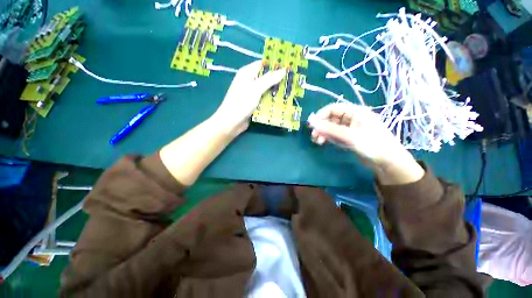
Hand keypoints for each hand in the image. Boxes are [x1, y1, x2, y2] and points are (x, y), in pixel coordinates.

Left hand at [212, 61, 285, 135]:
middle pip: (265, 78)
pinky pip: (264, 100)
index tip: (287, 68)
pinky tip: (280, 103)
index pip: (262, 64)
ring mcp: (251, 94)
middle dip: (277, 80)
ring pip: (265, 90)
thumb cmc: (241, 103)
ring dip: (275, 92)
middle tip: (290, 82)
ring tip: (289, 92)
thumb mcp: (256, 89)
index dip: (274, 65)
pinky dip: (271, 100)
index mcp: (247, 73)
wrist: (231, 122)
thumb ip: (269, 79)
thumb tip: (283, 70)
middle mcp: (249, 82)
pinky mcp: (253, 104)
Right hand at [307, 103, 423, 183]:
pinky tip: (324, 142)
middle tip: (314, 136)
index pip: (333, 108)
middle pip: (331, 118)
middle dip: (321, 126)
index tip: (311, 125)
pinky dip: (328, 137)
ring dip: (323, 133)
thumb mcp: (350, 136)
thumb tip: (311, 122)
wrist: (388, 162)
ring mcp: (349, 128)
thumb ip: (330, 129)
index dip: (320, 115)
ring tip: (318, 141)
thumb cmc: (372, 145)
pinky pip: (334, 134)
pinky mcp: (348, 137)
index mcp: (355, 112)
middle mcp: (351, 118)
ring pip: (331, 127)